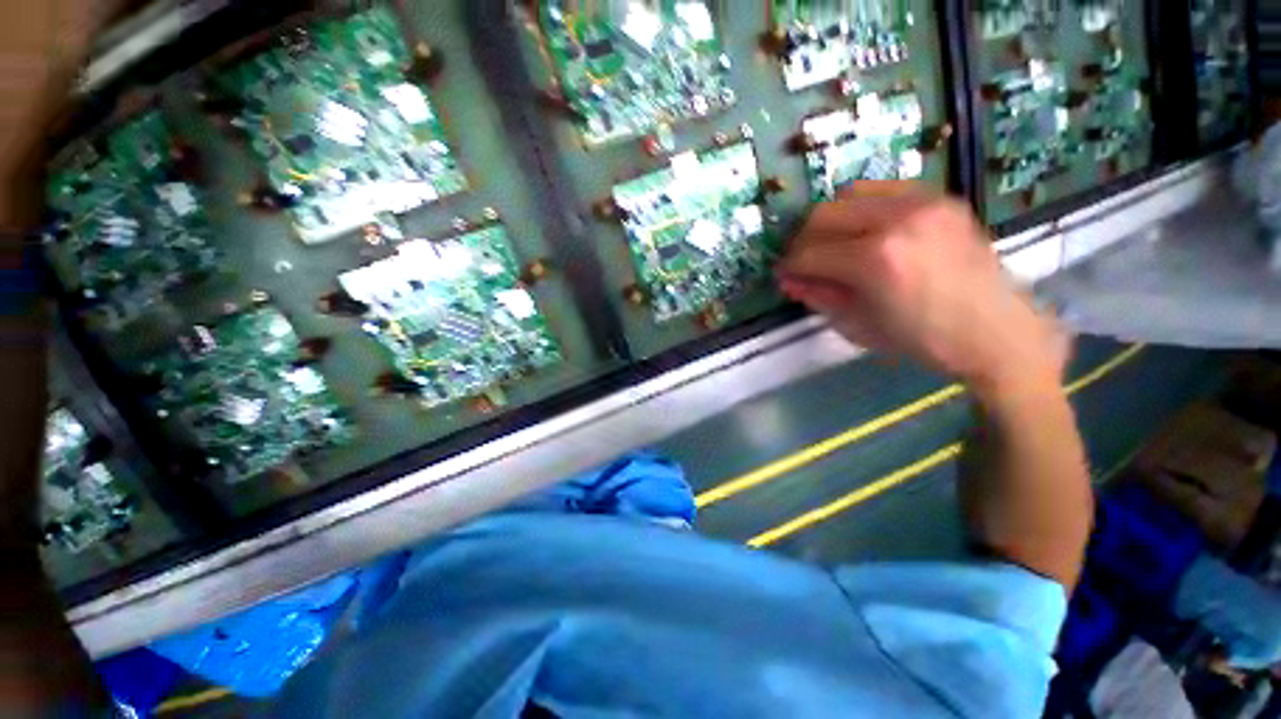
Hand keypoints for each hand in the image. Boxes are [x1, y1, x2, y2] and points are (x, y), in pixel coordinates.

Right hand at [777, 182, 1067, 396]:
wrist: (996, 331)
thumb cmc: (921, 339)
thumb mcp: (857, 325)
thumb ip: (818, 296)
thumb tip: (787, 279)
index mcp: (875, 260)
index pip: (810, 253)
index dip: (790, 266)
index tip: (784, 276)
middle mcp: (896, 220)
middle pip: (823, 214)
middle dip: (803, 240)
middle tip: (803, 261)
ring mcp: (922, 202)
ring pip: (848, 194)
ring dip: (829, 219)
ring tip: (831, 243)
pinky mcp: (939, 198)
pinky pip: (882, 189)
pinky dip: (860, 207)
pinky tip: (862, 230)